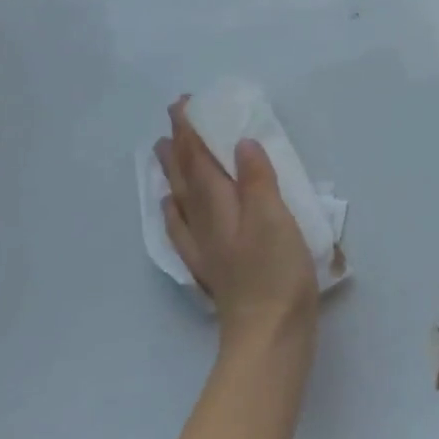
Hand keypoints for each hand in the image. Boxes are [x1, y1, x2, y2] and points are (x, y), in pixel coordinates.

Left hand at [155, 100, 318, 348]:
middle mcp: (206, 221)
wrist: (269, 334)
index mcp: (222, 205)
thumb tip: (241, 143)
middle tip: (173, 117)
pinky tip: (172, 208)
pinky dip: (174, 212)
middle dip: (179, 144)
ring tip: (162, 150)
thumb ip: (257, 179)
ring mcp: (205, 246)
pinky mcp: (212, 267)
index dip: (192, 131)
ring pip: (181, 199)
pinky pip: (182, 230)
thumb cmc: (276, 272)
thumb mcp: (275, 218)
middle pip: (186, 175)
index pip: (200, 159)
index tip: (183, 104)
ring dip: (172, 171)